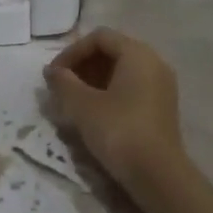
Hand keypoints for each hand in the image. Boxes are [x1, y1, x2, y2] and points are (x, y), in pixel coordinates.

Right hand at [43, 28, 186, 198]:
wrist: (157, 174)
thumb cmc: (118, 131)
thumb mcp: (82, 105)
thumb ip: (63, 82)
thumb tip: (51, 71)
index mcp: (138, 54)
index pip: (99, 37)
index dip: (71, 52)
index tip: (54, 75)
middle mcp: (154, 62)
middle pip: (112, 51)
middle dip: (82, 66)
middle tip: (61, 87)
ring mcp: (161, 86)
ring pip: (121, 71)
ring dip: (93, 80)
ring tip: (72, 102)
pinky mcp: (161, 107)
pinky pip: (131, 88)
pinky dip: (109, 93)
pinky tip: (93, 114)